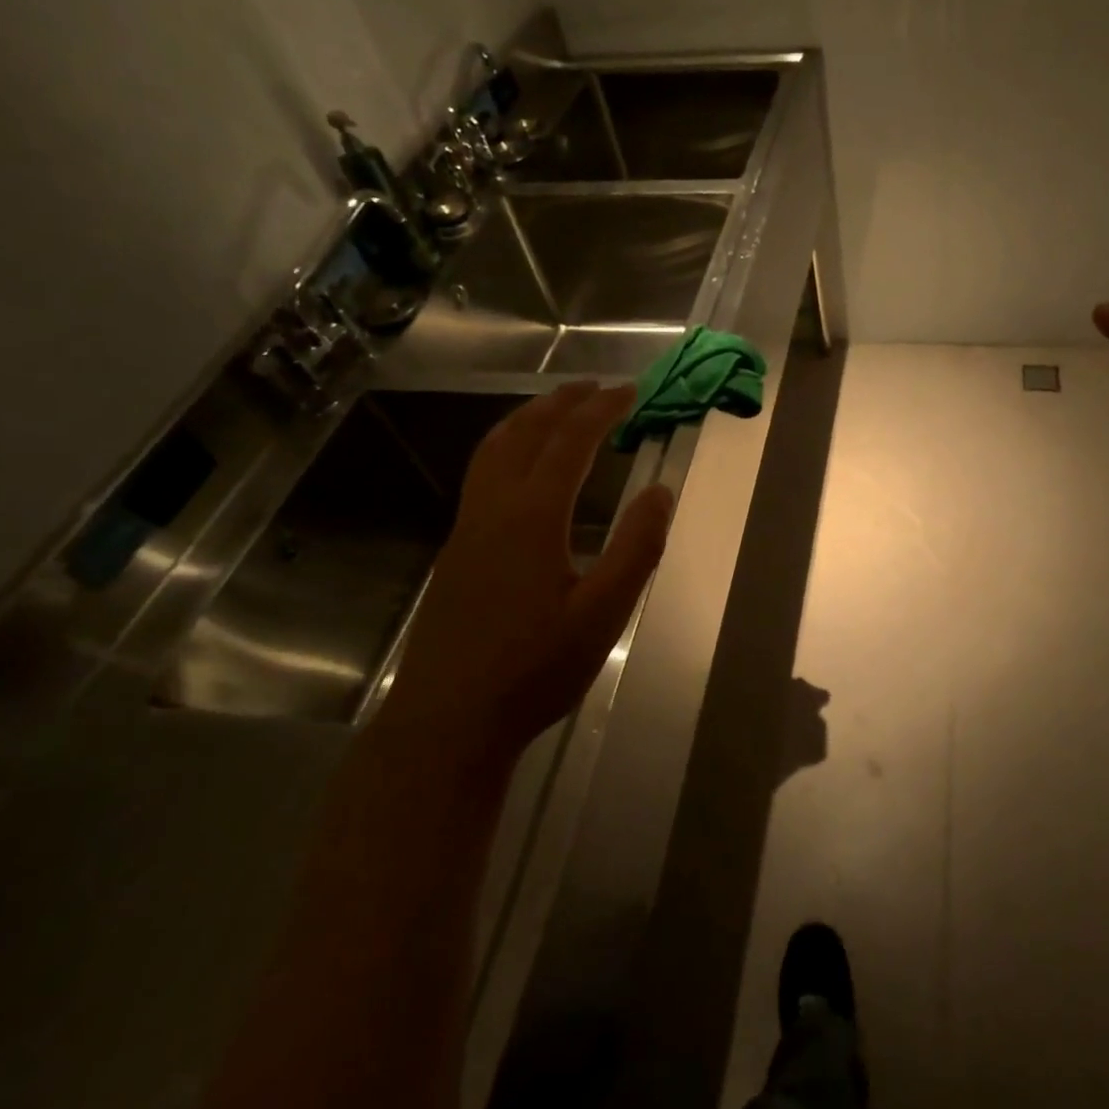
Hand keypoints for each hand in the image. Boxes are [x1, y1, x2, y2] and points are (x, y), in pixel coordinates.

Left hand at [384, 382, 673, 756]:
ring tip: (556, 409)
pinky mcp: (456, 552)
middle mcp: (493, 510)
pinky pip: (482, 475)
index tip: (630, 391)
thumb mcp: (603, 613)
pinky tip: (523, 469)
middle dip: (561, 403)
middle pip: (524, 434)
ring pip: (492, 451)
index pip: (570, 442)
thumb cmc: (534, 669)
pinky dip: (508, 447)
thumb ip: (637, 548)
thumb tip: (660, 490)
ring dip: (527, 420)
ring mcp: (467, 529)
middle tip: (594, 386)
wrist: (447, 721)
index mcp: (532, 517)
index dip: (601, 410)